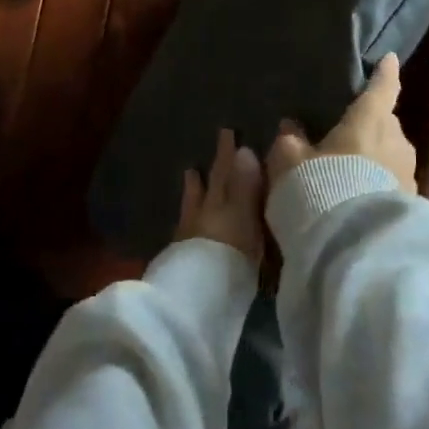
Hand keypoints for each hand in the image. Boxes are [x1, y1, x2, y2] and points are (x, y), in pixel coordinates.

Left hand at [174, 129, 267, 266]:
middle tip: (215, 144)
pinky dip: (187, 216)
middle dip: (216, 165)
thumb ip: (245, 185)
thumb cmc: (231, 254)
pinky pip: (185, 226)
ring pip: (193, 202)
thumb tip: (246, 150)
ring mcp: (190, 234)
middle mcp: (204, 213)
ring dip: (195, 187)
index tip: (229, 132)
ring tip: (191, 170)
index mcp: (223, 201)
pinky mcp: (183, 257)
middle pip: (211, 184)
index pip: (228, 172)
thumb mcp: (245, 217)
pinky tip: (184, 218)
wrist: (197, 296)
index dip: (229, 153)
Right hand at [265, 53, 418, 196]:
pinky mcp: (413, 205)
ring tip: (348, 173)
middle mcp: (396, 140)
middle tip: (345, 135)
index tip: (389, 59)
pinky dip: (377, 186)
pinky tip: (358, 200)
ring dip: (373, 159)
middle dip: (369, 126)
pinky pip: (392, 185)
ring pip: (390, 155)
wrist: (356, 245)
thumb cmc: (320, 186)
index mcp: (370, 119)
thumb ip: (290, 139)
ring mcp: (409, 174)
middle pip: (385, 124)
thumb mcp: (289, 161)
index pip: (382, 87)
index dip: (384, 73)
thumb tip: (291, 126)